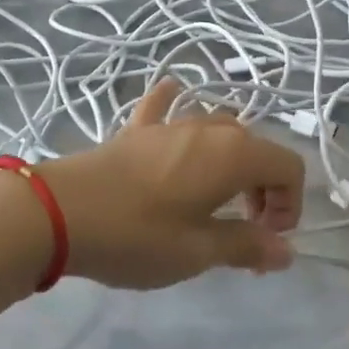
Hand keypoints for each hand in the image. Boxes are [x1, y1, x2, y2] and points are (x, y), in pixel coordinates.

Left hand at [36, 81, 304, 289]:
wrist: (58, 212)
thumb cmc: (137, 235)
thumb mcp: (197, 251)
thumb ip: (246, 246)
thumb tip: (286, 252)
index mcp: (234, 155)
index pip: (289, 167)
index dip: (291, 203)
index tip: (269, 238)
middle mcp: (210, 129)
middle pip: (258, 149)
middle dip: (264, 190)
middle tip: (246, 230)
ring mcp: (172, 123)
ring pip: (220, 132)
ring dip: (232, 163)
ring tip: (215, 200)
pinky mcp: (137, 129)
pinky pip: (167, 108)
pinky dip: (177, 106)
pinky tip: (173, 95)